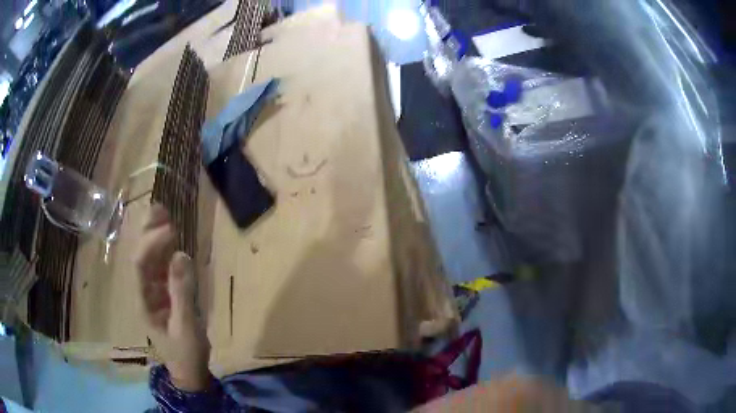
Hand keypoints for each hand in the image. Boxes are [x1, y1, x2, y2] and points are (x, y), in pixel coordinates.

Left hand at [135, 204, 210, 391]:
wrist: (188, 370)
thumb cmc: (185, 353)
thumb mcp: (186, 327)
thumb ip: (182, 292)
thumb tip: (182, 254)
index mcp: (143, 301)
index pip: (140, 265)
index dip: (151, 243)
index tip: (169, 229)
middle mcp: (144, 291)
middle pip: (140, 256)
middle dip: (147, 233)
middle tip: (159, 209)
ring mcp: (154, 291)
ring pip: (150, 259)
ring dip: (155, 236)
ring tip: (163, 213)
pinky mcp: (165, 293)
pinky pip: (162, 267)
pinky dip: (166, 250)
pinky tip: (172, 237)